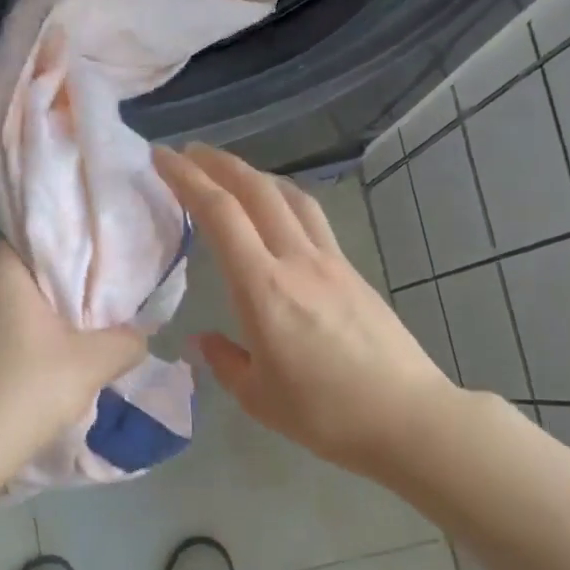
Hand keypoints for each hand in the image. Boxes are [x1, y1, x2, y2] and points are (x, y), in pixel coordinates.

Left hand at [0, 241, 146, 476]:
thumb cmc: (27, 388)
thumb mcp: (93, 363)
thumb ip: (126, 341)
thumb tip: (139, 335)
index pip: (42, 237)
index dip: (77, 250)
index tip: (105, 267)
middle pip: (30, 273)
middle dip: (63, 287)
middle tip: (101, 302)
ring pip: (14, 305)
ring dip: (43, 318)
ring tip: (79, 334)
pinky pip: (0, 331)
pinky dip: (24, 339)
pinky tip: (46, 362)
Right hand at [154, 144, 453, 480]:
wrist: (407, 416)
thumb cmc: (325, 413)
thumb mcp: (258, 397)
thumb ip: (224, 361)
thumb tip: (203, 340)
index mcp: (263, 289)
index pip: (220, 215)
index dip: (187, 179)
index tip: (162, 157)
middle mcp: (296, 261)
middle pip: (256, 190)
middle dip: (218, 163)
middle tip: (189, 152)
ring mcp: (330, 262)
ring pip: (290, 196)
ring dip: (254, 175)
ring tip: (231, 173)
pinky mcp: (353, 271)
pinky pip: (311, 218)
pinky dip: (284, 199)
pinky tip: (277, 212)